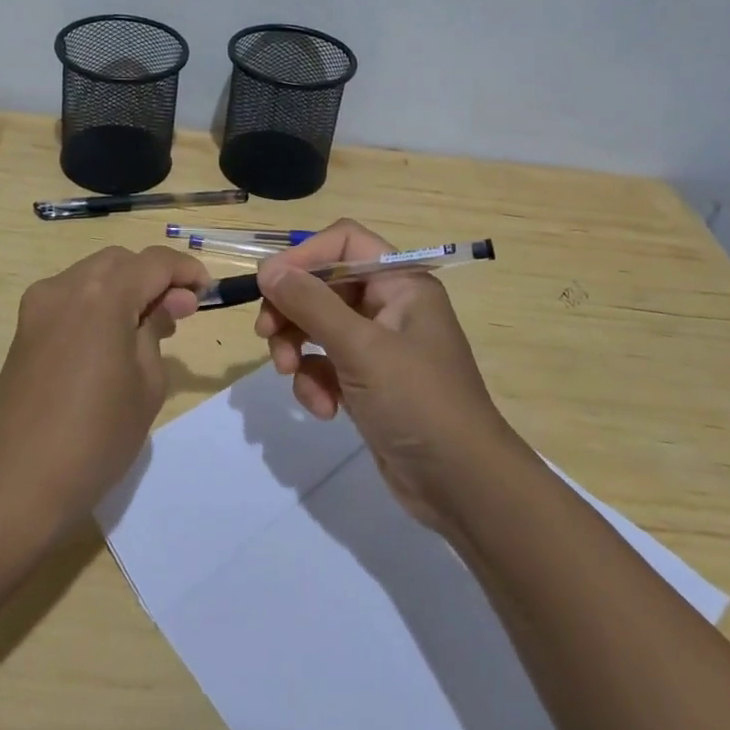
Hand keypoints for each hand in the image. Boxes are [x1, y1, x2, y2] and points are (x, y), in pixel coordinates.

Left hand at [0, 246, 208, 529]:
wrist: (14, 483)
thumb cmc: (94, 437)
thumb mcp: (146, 385)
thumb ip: (156, 331)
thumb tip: (165, 304)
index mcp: (102, 295)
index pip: (154, 262)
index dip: (186, 271)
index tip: (207, 292)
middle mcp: (66, 287)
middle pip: (120, 261)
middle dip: (154, 277)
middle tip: (179, 312)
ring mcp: (38, 306)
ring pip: (93, 275)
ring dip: (125, 288)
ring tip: (148, 328)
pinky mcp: (24, 329)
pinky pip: (70, 298)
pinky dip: (98, 303)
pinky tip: (111, 340)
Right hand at [254, 219, 512, 528]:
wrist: (463, 486)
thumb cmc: (418, 402)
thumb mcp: (361, 348)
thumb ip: (311, 304)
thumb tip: (267, 269)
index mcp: (401, 283)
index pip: (344, 242)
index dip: (304, 256)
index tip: (269, 284)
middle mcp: (390, 306)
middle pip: (324, 285)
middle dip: (292, 310)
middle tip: (266, 334)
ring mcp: (378, 346)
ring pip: (318, 326)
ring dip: (296, 348)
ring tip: (290, 374)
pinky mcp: (367, 382)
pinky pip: (326, 364)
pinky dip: (315, 381)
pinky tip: (322, 408)